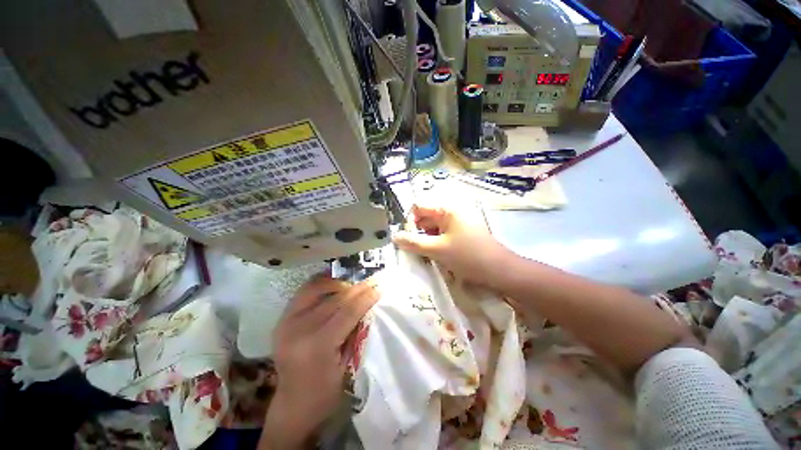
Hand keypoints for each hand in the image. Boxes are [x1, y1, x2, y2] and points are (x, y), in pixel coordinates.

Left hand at [260, 275, 378, 448]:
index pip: (348, 311)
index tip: (379, 287)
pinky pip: (305, 292)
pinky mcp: (282, 319)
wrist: (293, 405)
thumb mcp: (347, 363)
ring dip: (338, 282)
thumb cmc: (325, 392)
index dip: (366, 297)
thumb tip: (367, 303)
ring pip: (317, 288)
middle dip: (357, 288)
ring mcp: (286, 322)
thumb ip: (356, 331)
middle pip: (335, 298)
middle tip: (372, 281)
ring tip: (353, 283)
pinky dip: (321, 285)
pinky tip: (334, 285)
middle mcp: (299, 330)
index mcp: (317, 346)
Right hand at [392, 204, 512, 287]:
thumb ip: (413, 242)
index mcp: (446, 209)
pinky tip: (434, 256)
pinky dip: (434, 244)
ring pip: (431, 228)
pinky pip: (440, 235)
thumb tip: (394, 236)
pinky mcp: (459, 234)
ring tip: (424, 255)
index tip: (406, 239)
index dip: (409, 221)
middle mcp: (450, 212)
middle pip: (424, 217)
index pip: (418, 207)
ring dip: (425, 240)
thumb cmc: (468, 256)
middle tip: (413, 250)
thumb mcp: (437, 249)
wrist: (500, 271)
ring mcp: (456, 223)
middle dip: (416, 232)